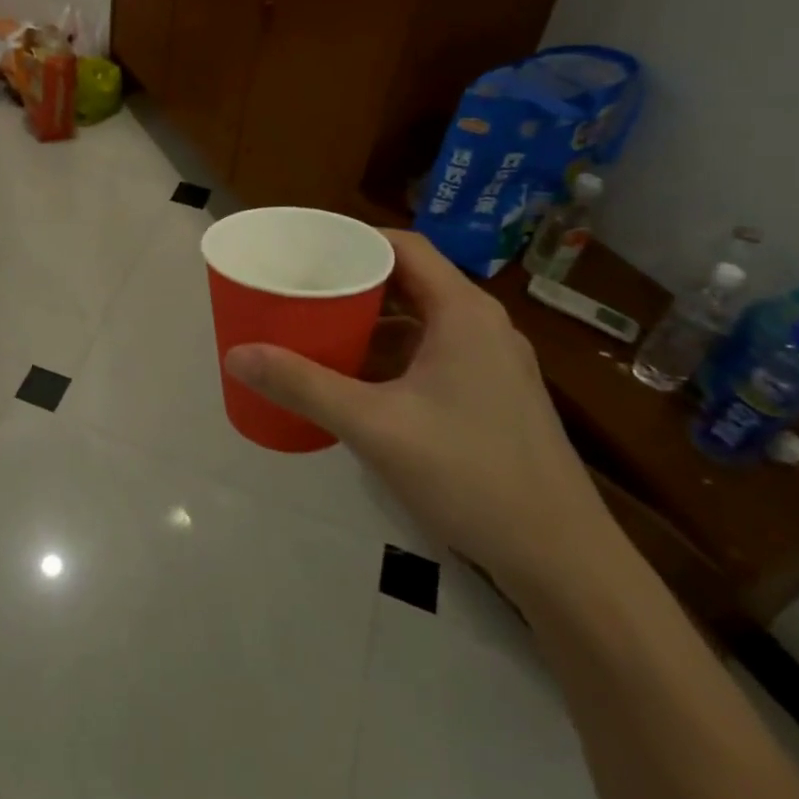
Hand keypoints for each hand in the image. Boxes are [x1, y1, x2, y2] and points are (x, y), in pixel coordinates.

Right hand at [224, 230, 615, 599]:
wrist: (563, 560)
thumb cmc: (470, 474)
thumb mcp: (375, 426)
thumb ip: (304, 386)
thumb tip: (236, 354)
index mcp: (463, 313)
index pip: (404, 246)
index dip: (353, 239)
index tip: (304, 248)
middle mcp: (483, 327)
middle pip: (409, 282)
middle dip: (352, 283)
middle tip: (299, 290)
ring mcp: (492, 364)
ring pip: (420, 322)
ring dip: (370, 324)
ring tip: (316, 332)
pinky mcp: (493, 397)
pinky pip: (432, 355)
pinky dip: (392, 357)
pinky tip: (357, 383)